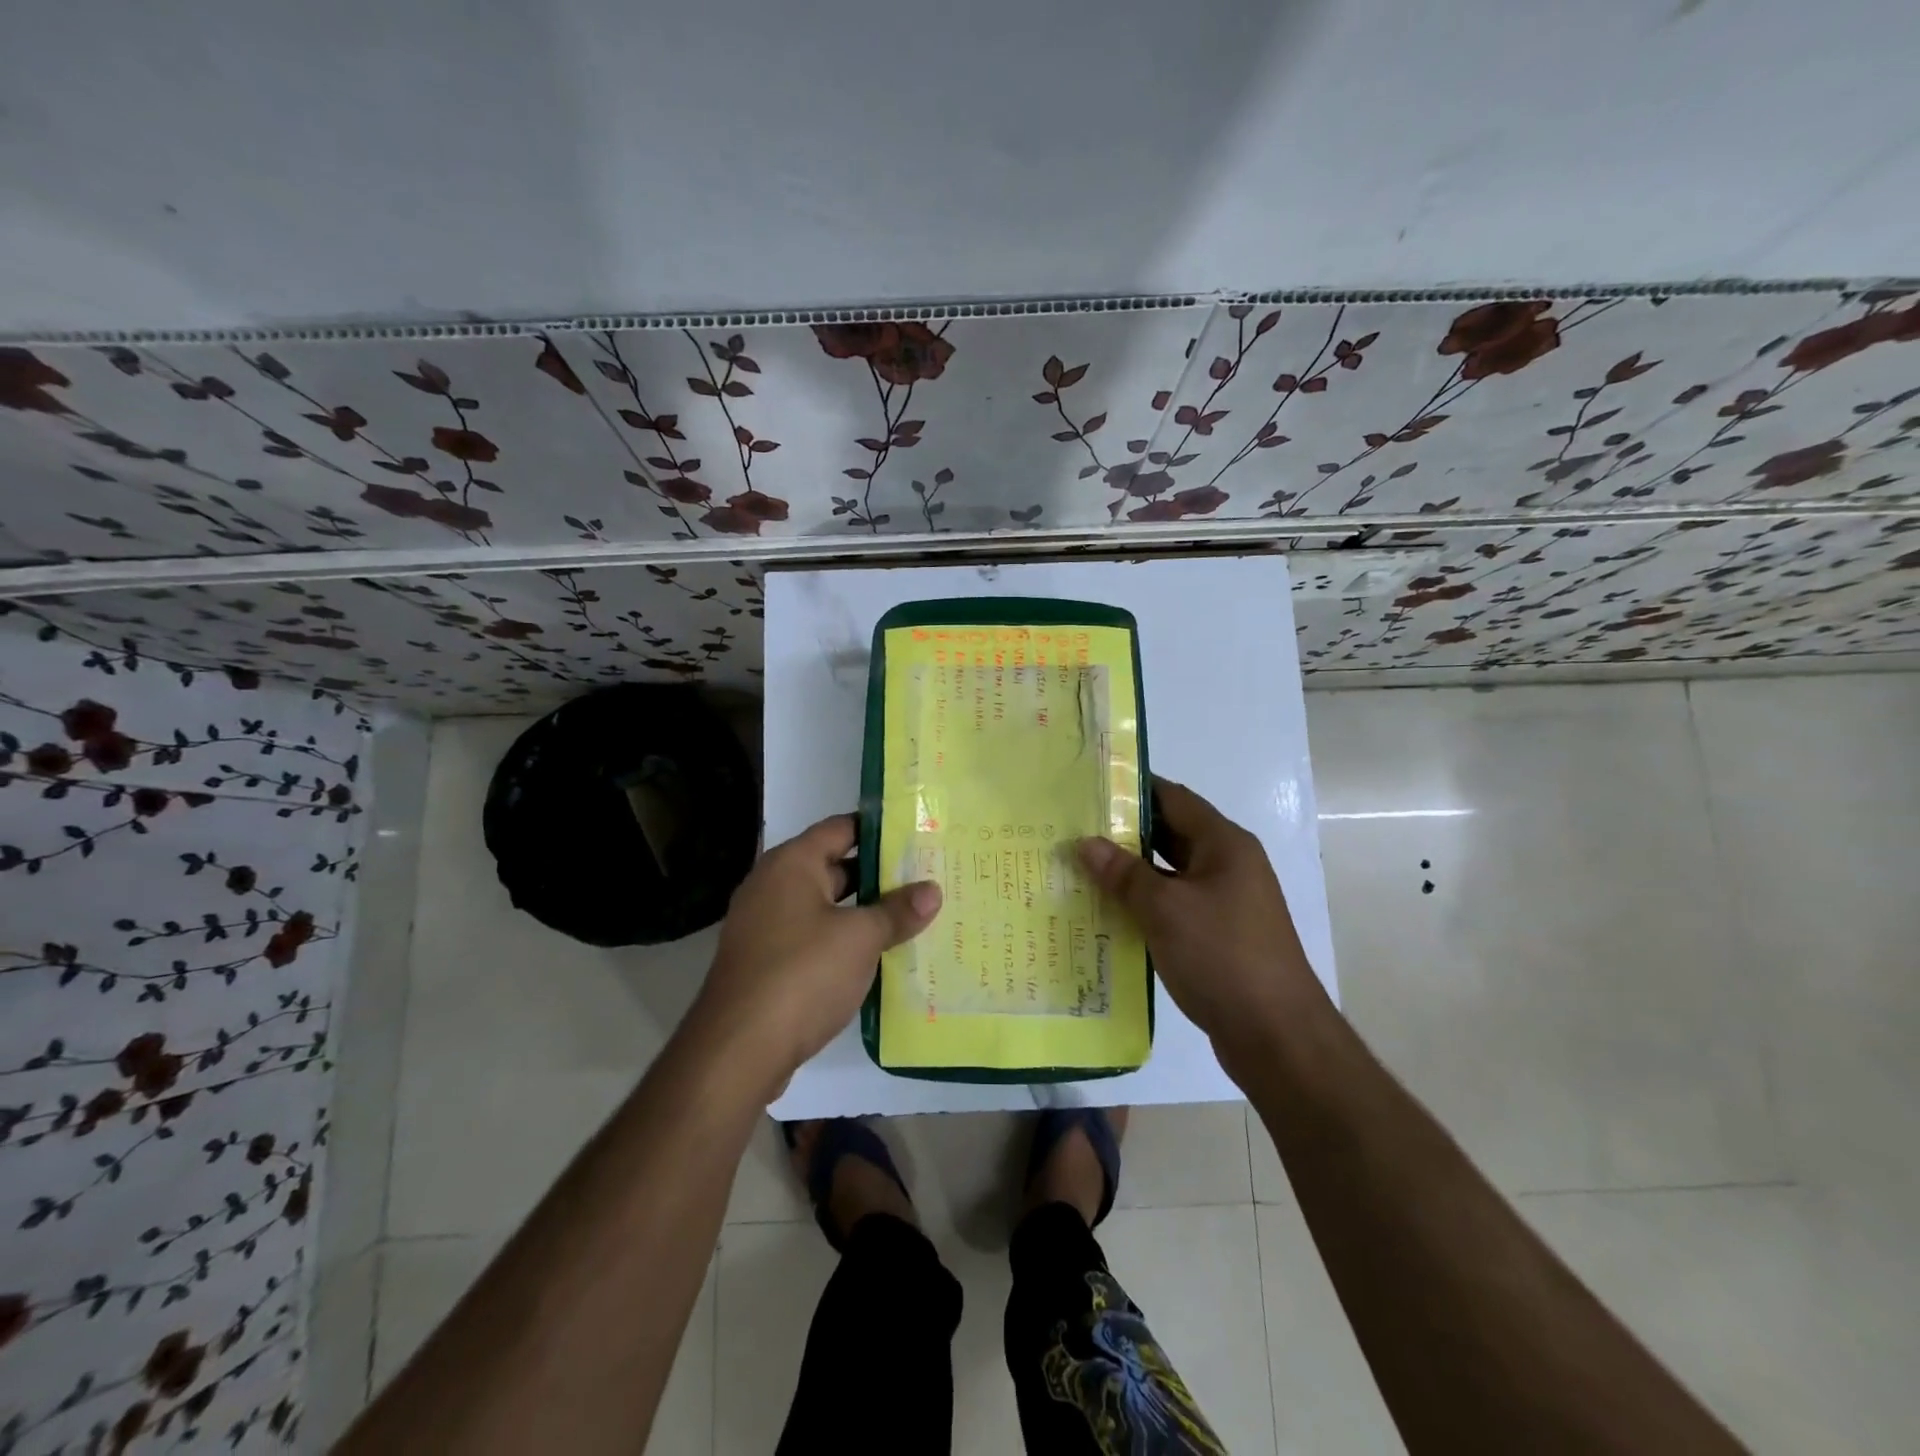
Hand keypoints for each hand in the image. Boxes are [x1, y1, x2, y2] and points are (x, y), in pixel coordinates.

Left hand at [691, 813, 940, 1092]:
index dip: (878, 829)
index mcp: (791, 864)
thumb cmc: (802, 974)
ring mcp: (765, 926)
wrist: (737, 1050)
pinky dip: (842, 941)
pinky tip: (877, 957)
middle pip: (833, 867)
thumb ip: (897, 911)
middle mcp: (773, 886)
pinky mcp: (766, 963)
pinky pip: (813, 938)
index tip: (917, 835)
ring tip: (911, 916)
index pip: (840, 827)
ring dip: (863, 912)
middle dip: (878, 875)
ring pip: (825, 907)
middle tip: (925, 878)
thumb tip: (932, 890)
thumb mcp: (860, 938)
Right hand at [1076, 778, 1320, 1045]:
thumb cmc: (1222, 955)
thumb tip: (1086, 843)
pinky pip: (1175, 906)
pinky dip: (1145, 904)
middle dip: (1125, 832)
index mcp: (1224, 844)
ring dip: (1132, 872)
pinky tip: (1109, 912)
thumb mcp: (1166, 909)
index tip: (1091, 787)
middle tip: (1075, 828)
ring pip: (1170, 874)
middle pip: (1172, 834)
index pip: (1174, 798)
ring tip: (1081, 867)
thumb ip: (1124, 873)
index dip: (1134, 789)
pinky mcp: (1219, 936)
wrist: (1276, 1035)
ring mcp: (1226, 902)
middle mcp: (1229, 865)